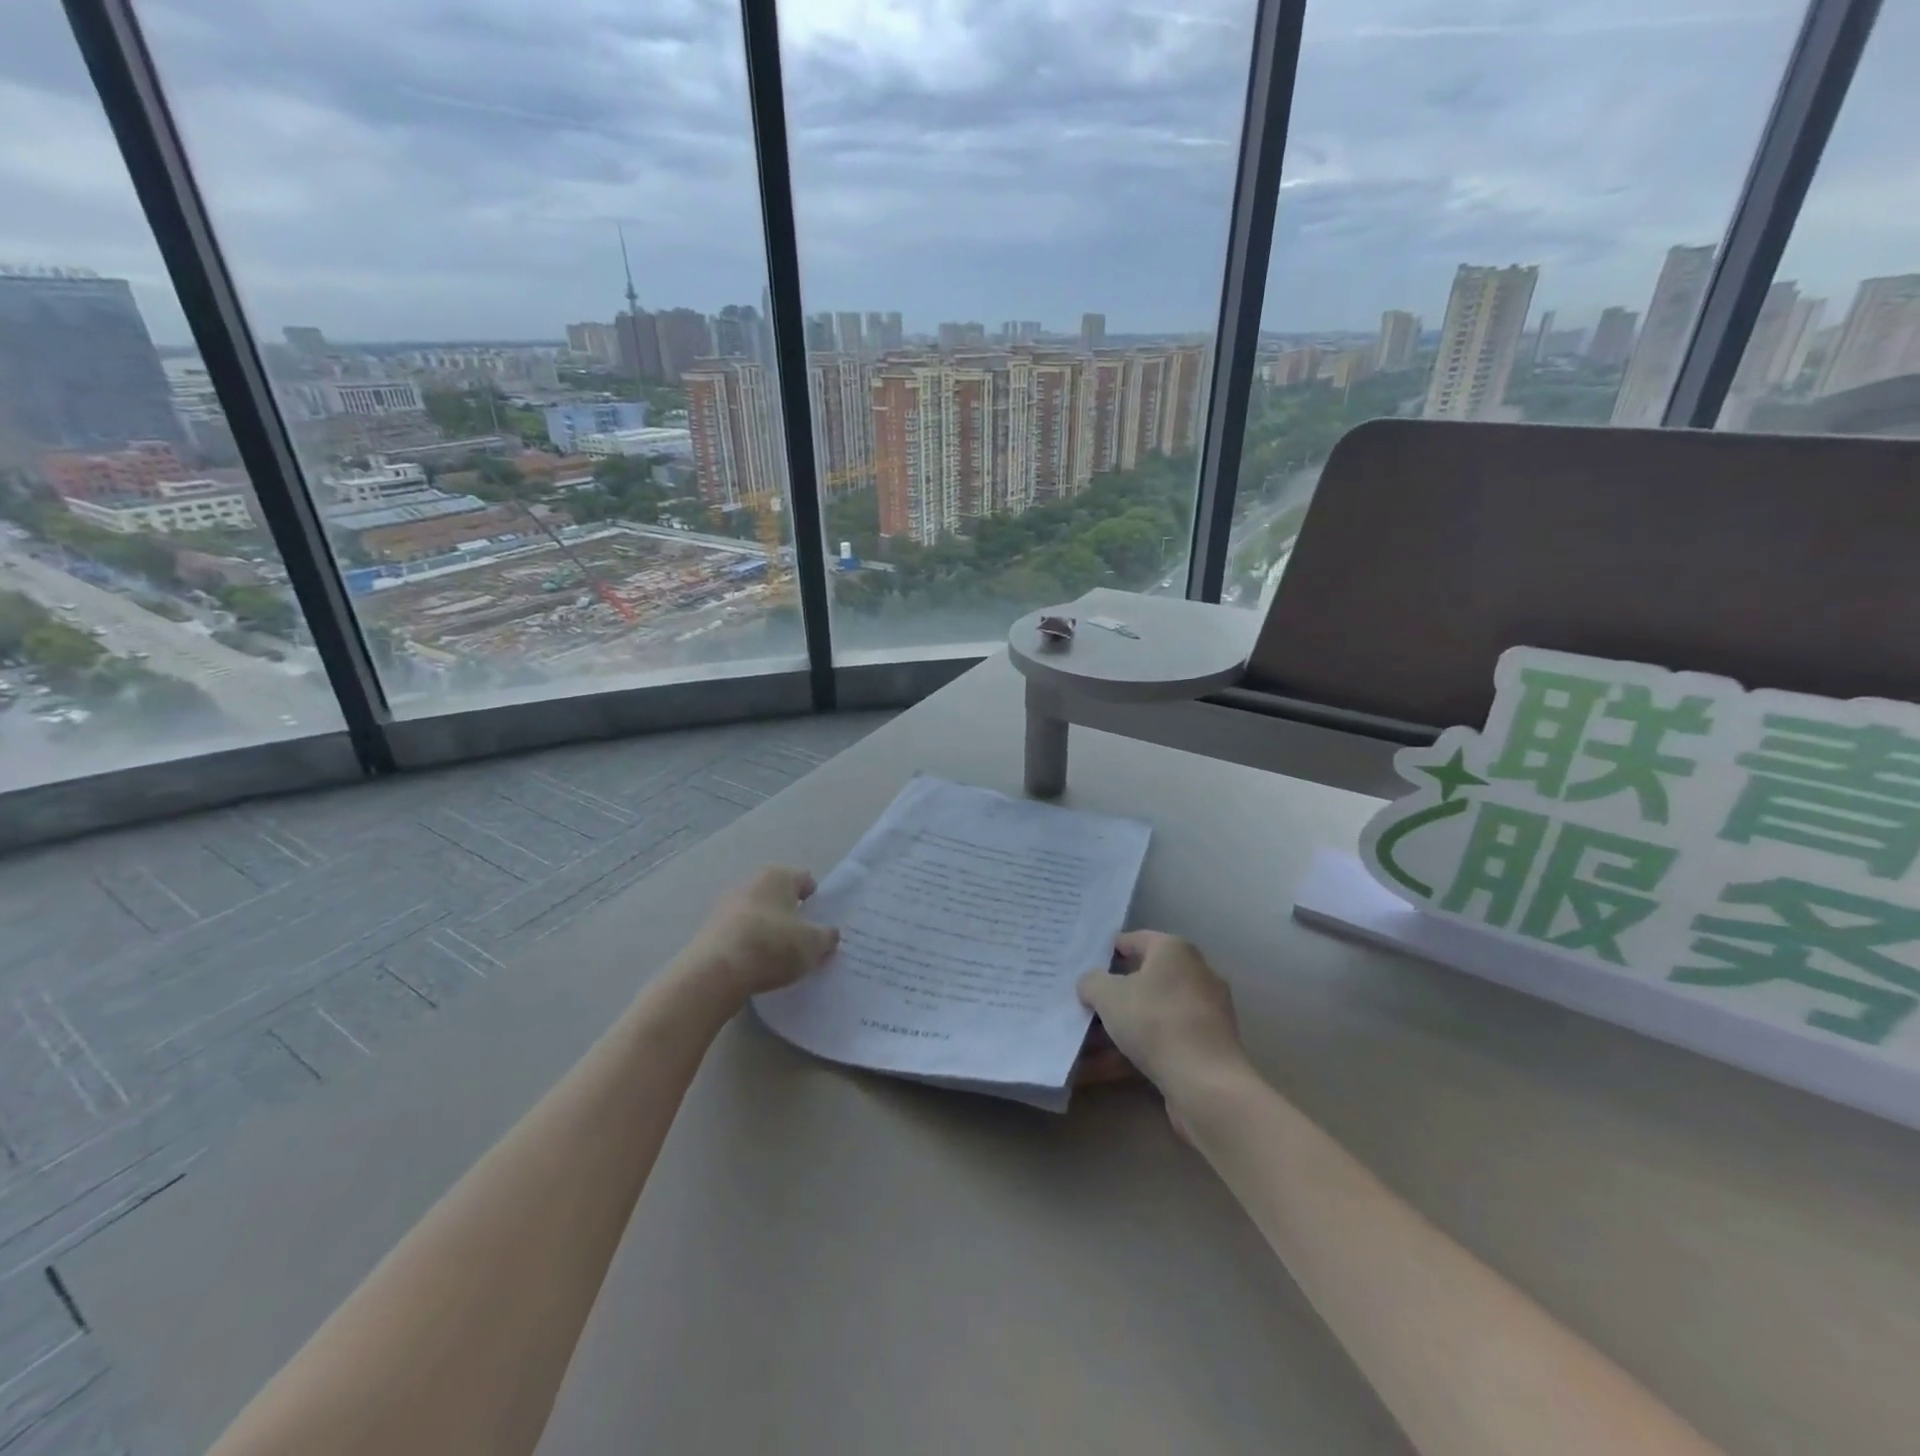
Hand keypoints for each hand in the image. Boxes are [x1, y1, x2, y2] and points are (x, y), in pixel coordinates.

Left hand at [682, 867, 839, 1005]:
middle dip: (792, 916)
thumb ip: (827, 936)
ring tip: (780, 959)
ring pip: (759, 915)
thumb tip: (829, 934)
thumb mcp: (814, 944)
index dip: (817, 902)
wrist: (716, 971)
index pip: (806, 880)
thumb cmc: (773, 945)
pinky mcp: (711, 928)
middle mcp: (751, 881)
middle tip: (804, 943)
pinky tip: (757, 966)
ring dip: (770, 931)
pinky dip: (750, 945)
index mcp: (778, 874)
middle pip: (780, 897)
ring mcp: (727, 904)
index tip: (821, 926)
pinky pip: (741, 933)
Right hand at [1076, 931, 1249, 1118]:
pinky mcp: (1207, 1047)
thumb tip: (1092, 983)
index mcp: (1174, 950)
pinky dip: (1136, 1050)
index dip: (1108, 951)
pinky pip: (1163, 1041)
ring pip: (1151, 1014)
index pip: (1135, 940)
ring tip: (1087, 1045)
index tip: (1085, 965)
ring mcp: (1205, 1012)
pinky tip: (1105, 1069)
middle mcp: (1195, 974)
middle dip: (1113, 995)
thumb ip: (1092, 982)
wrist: (1206, 1082)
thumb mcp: (1108, 995)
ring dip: (1120, 1028)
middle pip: (1144, 979)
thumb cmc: (1155, 1021)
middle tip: (1085, 1005)